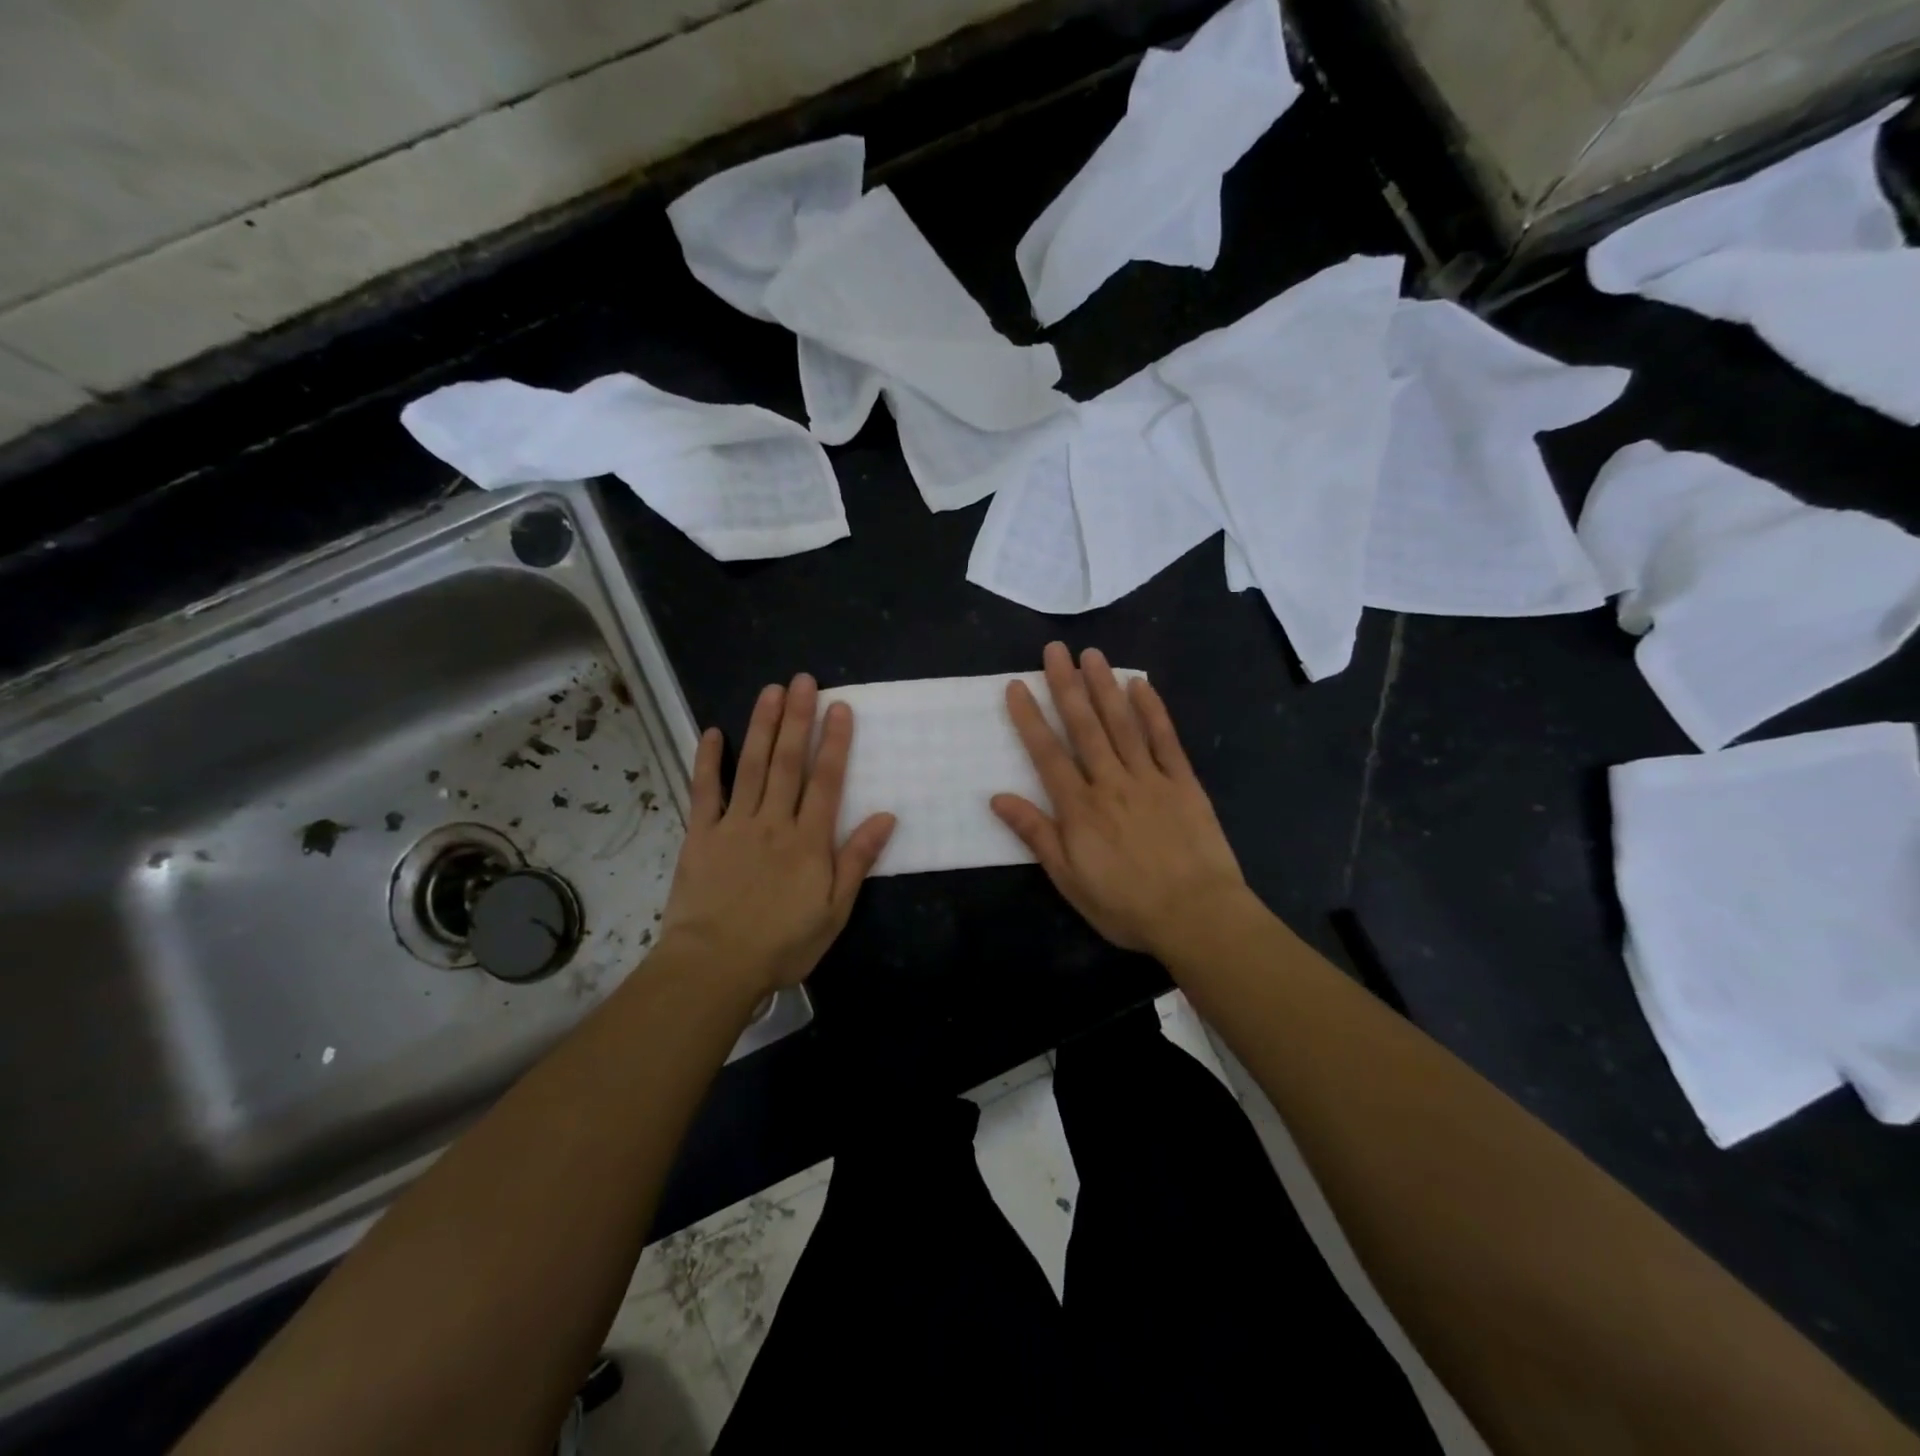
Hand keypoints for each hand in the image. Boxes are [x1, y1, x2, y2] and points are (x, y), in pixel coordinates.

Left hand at [658, 674, 894, 996]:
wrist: (715, 966)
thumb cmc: (782, 944)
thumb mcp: (834, 911)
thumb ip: (857, 860)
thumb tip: (887, 817)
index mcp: (808, 840)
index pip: (826, 781)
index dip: (835, 742)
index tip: (839, 707)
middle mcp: (773, 822)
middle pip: (788, 762)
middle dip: (798, 719)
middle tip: (803, 681)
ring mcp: (734, 825)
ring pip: (750, 766)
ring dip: (761, 726)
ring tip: (770, 691)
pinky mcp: (701, 835)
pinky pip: (704, 791)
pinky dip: (708, 761)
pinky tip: (712, 733)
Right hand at [992, 643, 1249, 959]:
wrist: (1197, 916)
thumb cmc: (1126, 905)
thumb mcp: (1070, 880)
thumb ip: (1037, 834)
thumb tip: (998, 798)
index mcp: (1080, 808)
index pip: (1048, 754)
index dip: (1030, 718)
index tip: (1017, 685)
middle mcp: (1111, 782)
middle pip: (1085, 727)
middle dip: (1066, 686)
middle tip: (1054, 650)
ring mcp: (1150, 779)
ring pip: (1123, 724)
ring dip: (1105, 687)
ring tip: (1091, 654)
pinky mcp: (1183, 783)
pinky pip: (1166, 740)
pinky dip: (1153, 710)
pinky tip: (1141, 684)